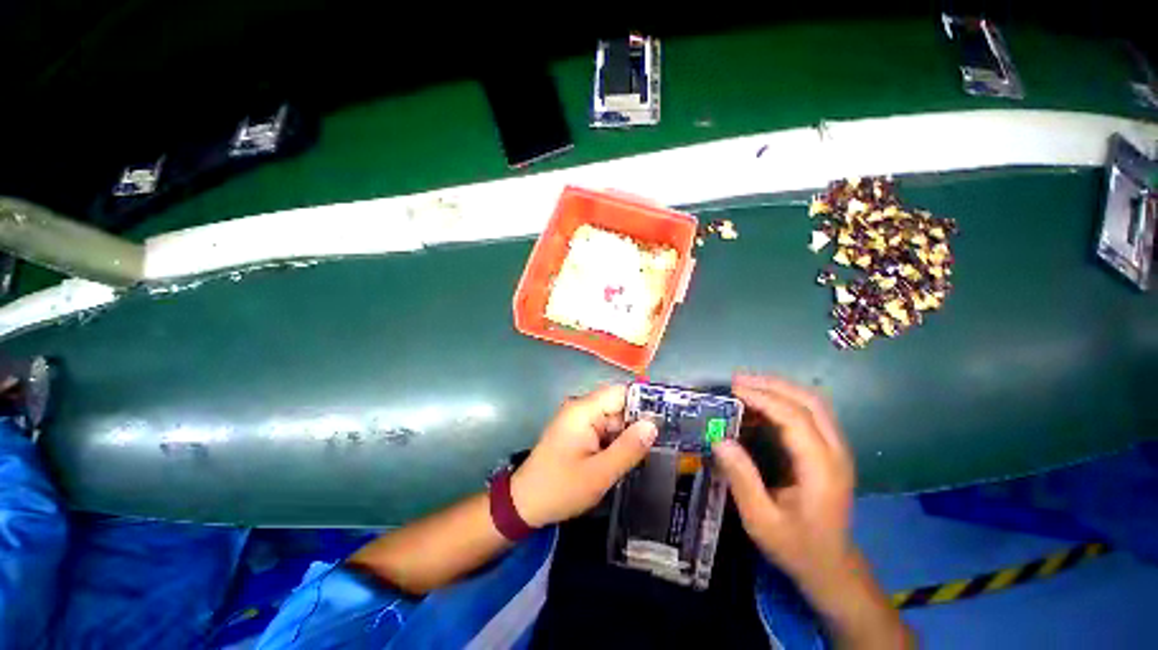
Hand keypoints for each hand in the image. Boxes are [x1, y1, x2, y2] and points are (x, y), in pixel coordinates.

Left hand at [511, 385, 657, 527]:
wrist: (524, 504)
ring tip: (655, 449)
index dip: (643, 403)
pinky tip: (631, 455)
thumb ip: (628, 448)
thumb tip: (652, 425)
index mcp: (583, 410)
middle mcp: (581, 409)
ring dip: (628, 434)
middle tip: (666, 439)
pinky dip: (617, 441)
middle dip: (638, 422)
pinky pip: (604, 429)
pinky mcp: (578, 433)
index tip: (667, 418)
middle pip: (618, 405)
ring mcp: (578, 421)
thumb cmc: (560, 488)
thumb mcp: (599, 473)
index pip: (620, 393)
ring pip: (613, 419)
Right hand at [714, 375, 855, 592]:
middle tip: (737, 381)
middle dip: (772, 385)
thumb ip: (741, 479)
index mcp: (821, 470)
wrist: (832, 567)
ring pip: (813, 403)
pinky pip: (810, 413)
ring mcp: (837, 450)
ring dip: (779, 388)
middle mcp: (835, 453)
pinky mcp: (830, 450)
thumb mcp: (761, 521)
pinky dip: (785, 400)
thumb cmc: (796, 546)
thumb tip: (719, 439)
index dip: (763, 398)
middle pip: (810, 402)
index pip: (795, 418)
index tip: (732, 390)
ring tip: (745, 386)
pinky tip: (762, 404)